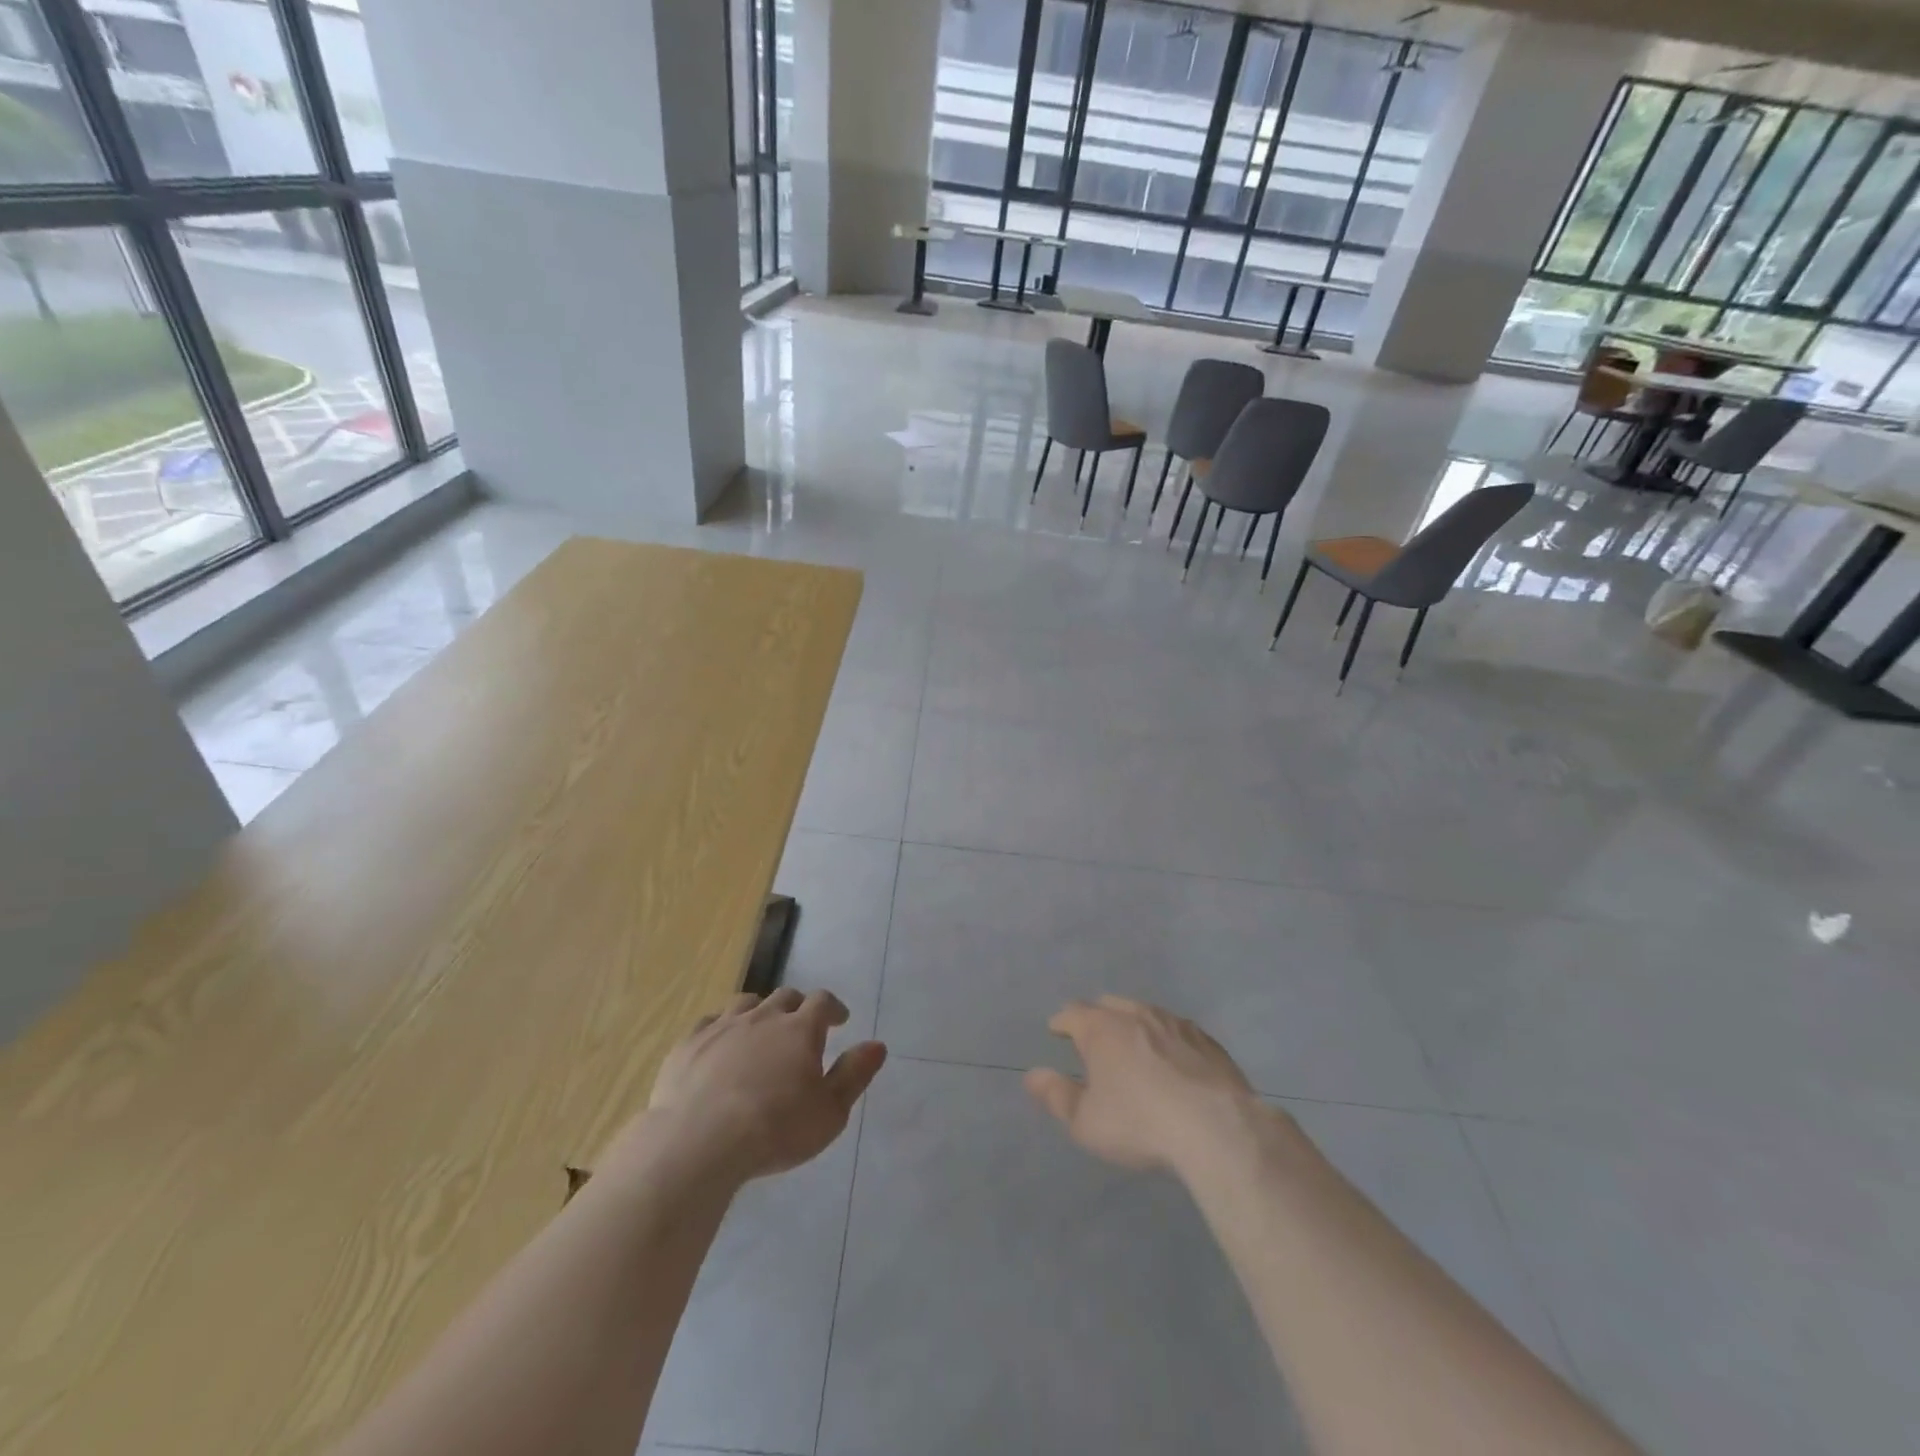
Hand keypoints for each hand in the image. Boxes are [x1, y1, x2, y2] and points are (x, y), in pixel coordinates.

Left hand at [646, 988, 886, 1180]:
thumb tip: (877, 1045)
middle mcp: (763, 1017)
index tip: (839, 1019)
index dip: (833, 1007)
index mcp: (800, 1029)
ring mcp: (722, 1027)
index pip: (823, 1002)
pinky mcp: (689, 1044)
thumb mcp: (830, 1111)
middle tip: (801, 1026)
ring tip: (761, 1030)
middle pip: (784, 997)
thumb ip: (854, 1074)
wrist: (698, 1142)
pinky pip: (709, 1022)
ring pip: (746, 1003)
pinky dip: (722, 1028)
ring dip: (759, 1011)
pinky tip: (720, 1045)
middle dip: (797, 1007)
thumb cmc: (775, 1129)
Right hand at [1025, 996, 1261, 1173]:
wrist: (1217, 1128)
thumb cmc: (1140, 1123)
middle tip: (1092, 1037)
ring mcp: (1175, 1023)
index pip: (1072, 1013)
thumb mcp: (1087, 1122)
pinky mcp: (1207, 1041)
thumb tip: (1032, 1075)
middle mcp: (1136, 1014)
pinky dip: (1167, 1039)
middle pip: (1109, 1005)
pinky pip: (1177, 1030)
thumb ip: (1057, 1096)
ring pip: (1145, 1012)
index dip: (1061, 1022)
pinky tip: (1173, 1059)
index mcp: (1102, 1029)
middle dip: (1096, 1017)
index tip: (1057, 1030)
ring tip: (1132, 1045)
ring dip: (1133, 1024)